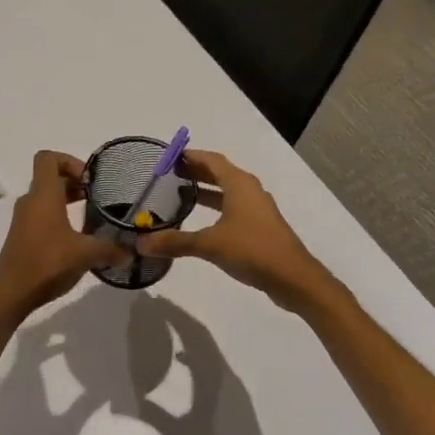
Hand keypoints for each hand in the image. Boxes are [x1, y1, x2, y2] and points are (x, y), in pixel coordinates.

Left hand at [0, 152, 130, 320]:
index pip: (48, 158)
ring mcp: (23, 220)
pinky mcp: (22, 237)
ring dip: (68, 201)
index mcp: (43, 195)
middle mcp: (30, 201)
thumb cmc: (47, 263)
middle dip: (75, 183)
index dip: (69, 161)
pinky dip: (59, 218)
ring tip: (91, 217)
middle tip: (97, 198)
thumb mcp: (85, 254)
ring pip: (46, 198)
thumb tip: (130, 252)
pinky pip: (42, 216)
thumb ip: (111, 249)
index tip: (89, 180)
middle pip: (50, 178)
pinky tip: (77, 239)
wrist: (10, 293)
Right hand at [135, 150, 335, 311]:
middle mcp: (250, 191)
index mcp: (239, 184)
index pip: (212, 160)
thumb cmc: (252, 250)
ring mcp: (257, 209)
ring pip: (228, 192)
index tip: (169, 157)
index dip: (191, 156)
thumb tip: (141, 243)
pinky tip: (202, 221)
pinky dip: (216, 208)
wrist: (293, 278)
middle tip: (169, 175)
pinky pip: (234, 208)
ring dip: (206, 191)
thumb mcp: (209, 244)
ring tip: (181, 195)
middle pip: (220, 173)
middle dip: (196, 172)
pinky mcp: (260, 227)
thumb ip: (175, 242)